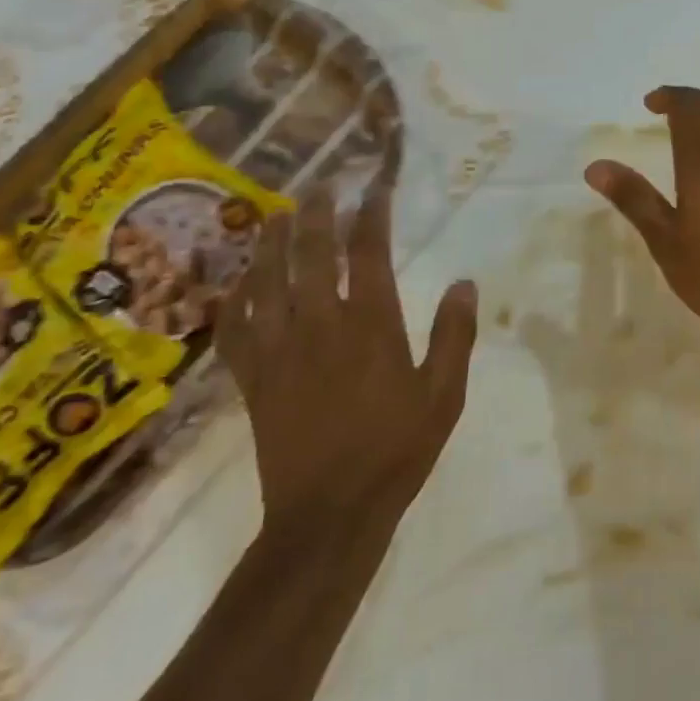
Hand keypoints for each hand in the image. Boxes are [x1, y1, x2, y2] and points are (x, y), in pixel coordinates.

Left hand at [216, 189, 477, 537]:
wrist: (330, 513)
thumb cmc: (396, 450)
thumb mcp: (444, 395)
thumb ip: (454, 335)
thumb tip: (465, 282)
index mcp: (370, 325)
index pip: (367, 253)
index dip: (370, 215)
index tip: (373, 190)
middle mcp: (319, 325)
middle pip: (309, 253)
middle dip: (314, 214)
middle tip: (318, 187)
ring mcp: (279, 349)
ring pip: (266, 280)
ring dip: (270, 243)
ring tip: (274, 216)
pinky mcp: (252, 377)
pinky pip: (235, 328)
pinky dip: (234, 300)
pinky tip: (238, 284)